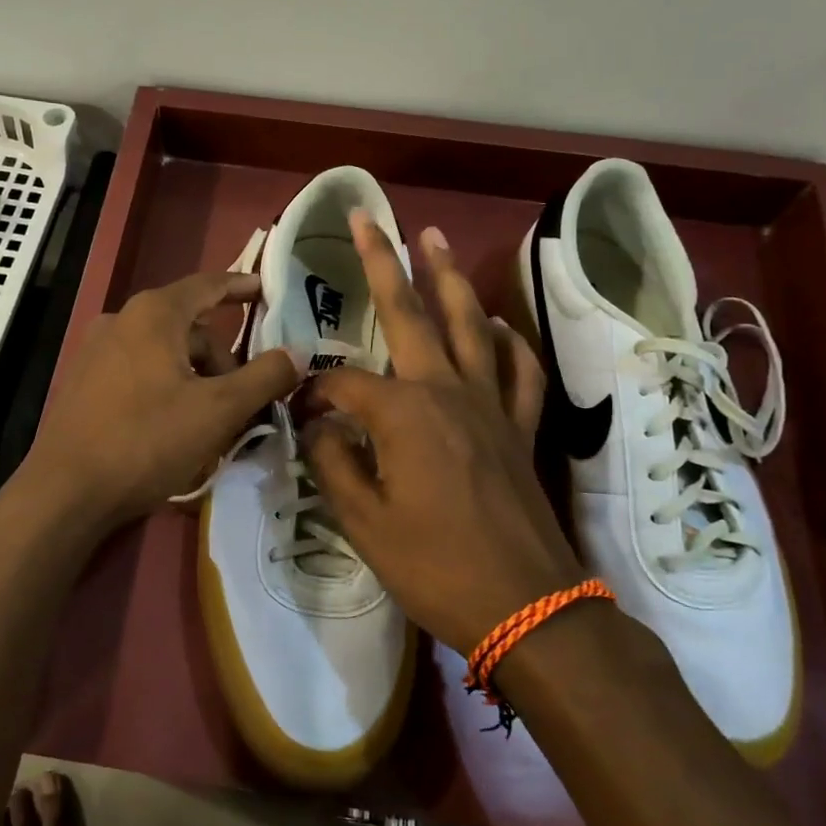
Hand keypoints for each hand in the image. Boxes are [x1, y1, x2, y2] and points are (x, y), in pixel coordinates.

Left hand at [24, 271, 301, 531]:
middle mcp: (121, 320)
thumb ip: (264, 376)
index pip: (209, 285)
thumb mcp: (219, 410)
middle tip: (243, 402)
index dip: (243, 286)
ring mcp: (96, 351)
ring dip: (197, 380)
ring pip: (165, 354)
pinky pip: (140, 372)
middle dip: (222, 360)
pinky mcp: (83, 382)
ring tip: (210, 425)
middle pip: (190, 328)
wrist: (65, 491)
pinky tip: (173, 429)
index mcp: (154, 314)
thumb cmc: (147, 440)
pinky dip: (167, 389)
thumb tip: (299, 352)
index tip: (269, 290)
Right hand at [303, 216, 584, 653]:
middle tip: (369, 219)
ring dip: (449, 280)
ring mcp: (490, 405)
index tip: (300, 415)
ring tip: (434, 238)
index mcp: (403, 413)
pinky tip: (499, 324)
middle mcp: (447, 391)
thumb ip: (334, 463)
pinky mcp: (520, 427)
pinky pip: (518, 371)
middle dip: (384, 264)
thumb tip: (320, 425)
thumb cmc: (435, 567)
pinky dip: (509, 342)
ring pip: (469, 325)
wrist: (526, 606)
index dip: (314, 392)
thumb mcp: (363, 523)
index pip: (343, 382)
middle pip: (410, 315)